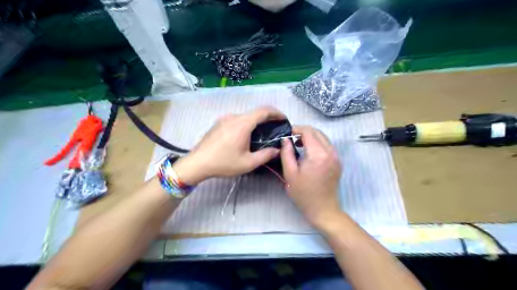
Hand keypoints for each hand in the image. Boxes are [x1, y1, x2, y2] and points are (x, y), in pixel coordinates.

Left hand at [176, 105, 283, 182]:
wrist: (197, 163)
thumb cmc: (223, 163)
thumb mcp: (248, 163)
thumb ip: (266, 155)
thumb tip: (278, 150)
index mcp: (242, 124)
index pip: (264, 111)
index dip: (276, 113)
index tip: (284, 119)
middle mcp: (234, 117)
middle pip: (255, 113)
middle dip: (267, 119)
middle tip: (275, 129)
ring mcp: (224, 119)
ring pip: (245, 117)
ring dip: (256, 122)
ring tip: (261, 135)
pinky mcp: (218, 123)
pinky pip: (236, 120)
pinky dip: (246, 124)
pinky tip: (245, 136)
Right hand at [278, 126, 342, 229]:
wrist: (323, 209)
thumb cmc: (304, 194)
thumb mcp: (290, 174)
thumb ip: (286, 153)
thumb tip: (285, 140)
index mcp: (318, 155)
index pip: (308, 132)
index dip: (296, 129)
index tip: (286, 134)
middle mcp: (330, 152)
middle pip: (317, 132)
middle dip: (303, 132)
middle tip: (291, 139)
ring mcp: (336, 157)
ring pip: (323, 137)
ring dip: (310, 137)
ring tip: (298, 144)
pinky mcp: (338, 161)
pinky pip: (327, 145)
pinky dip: (317, 143)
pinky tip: (308, 151)